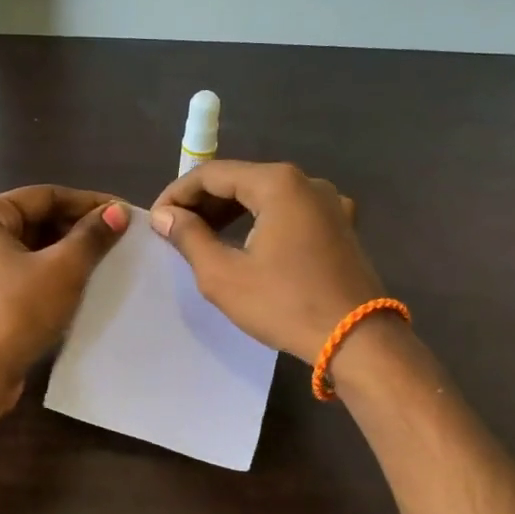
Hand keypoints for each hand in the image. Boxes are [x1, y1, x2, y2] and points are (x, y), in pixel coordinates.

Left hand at [0, 185, 129, 393]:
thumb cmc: (15, 312)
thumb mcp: (62, 270)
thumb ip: (91, 237)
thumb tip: (117, 212)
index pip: (44, 196)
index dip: (88, 203)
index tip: (125, 213)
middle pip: (36, 221)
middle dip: (78, 229)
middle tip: (120, 240)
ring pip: (30, 251)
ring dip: (67, 255)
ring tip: (107, 262)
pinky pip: (22, 276)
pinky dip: (50, 277)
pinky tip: (80, 288)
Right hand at [150, 160, 383, 360]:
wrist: (357, 340)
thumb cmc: (284, 304)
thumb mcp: (223, 274)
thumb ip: (189, 237)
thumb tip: (165, 215)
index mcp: (278, 183)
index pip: (213, 174)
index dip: (178, 193)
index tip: (157, 219)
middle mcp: (307, 182)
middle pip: (242, 180)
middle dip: (204, 202)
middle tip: (176, 230)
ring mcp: (330, 203)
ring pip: (267, 196)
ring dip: (231, 212)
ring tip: (203, 238)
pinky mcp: (341, 226)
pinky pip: (290, 212)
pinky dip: (261, 221)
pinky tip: (246, 244)